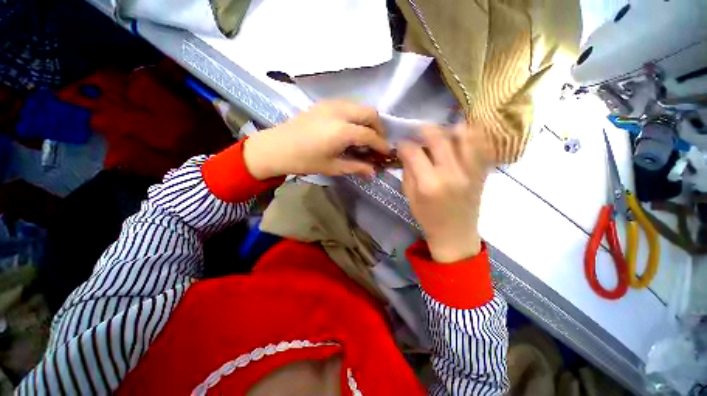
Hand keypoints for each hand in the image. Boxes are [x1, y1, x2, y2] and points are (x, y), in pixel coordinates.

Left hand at [243, 101, 389, 178]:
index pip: (371, 135)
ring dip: (368, 120)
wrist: (276, 147)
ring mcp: (332, 104)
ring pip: (360, 106)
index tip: (387, 153)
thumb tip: (374, 172)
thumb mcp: (332, 167)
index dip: (381, 145)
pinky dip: (356, 115)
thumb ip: (356, 167)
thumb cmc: (304, 161)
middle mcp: (340, 112)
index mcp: (342, 130)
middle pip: (370, 113)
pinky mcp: (325, 103)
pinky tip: (351, 129)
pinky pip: (349, 105)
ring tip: (366, 137)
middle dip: (379, 128)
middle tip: (377, 143)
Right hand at [398, 124, 490, 262]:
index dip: (404, 145)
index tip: (401, 145)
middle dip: (424, 130)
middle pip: (439, 137)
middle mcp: (452, 173)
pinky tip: (460, 138)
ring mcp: (471, 171)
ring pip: (464, 135)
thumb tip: (406, 152)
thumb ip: (408, 172)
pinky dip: (471, 136)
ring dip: (449, 129)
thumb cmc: (428, 218)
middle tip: (418, 133)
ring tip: (440, 134)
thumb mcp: (410, 197)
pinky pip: (482, 145)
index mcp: (429, 184)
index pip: (414, 152)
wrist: (455, 233)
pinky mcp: (482, 172)